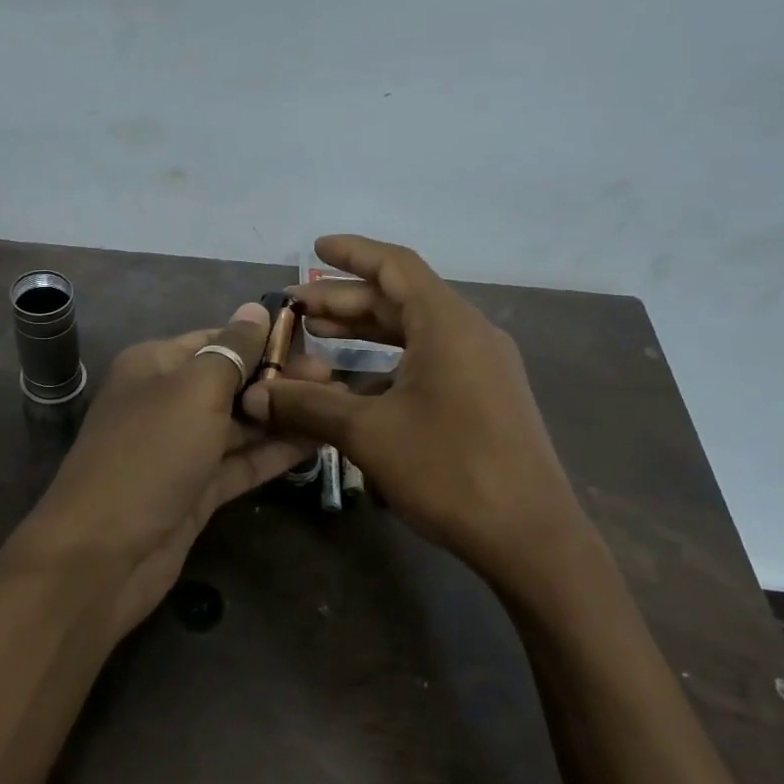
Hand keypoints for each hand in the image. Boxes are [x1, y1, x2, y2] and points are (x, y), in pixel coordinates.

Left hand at [19, 303, 321, 637]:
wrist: (104, 555)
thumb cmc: (150, 455)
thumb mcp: (194, 391)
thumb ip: (232, 351)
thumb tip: (256, 310)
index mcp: (156, 365)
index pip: (218, 341)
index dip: (265, 341)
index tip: (315, 345)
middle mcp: (168, 401)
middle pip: (233, 382)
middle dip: (281, 380)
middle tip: (336, 382)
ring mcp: (183, 450)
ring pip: (241, 425)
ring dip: (285, 416)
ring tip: (338, 407)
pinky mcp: (197, 490)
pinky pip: (242, 462)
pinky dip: (275, 453)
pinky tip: (318, 442)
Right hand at [239, 235, 582, 586]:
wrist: (529, 536)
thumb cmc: (448, 469)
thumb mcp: (368, 433)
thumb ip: (308, 405)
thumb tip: (254, 393)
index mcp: (447, 324)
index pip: (396, 265)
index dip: (352, 253)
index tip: (314, 248)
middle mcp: (469, 334)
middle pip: (401, 299)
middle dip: (347, 300)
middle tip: (298, 309)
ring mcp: (482, 367)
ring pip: (415, 333)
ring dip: (367, 332)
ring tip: (319, 337)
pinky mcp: (486, 398)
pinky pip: (430, 362)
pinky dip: (389, 363)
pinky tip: (357, 384)